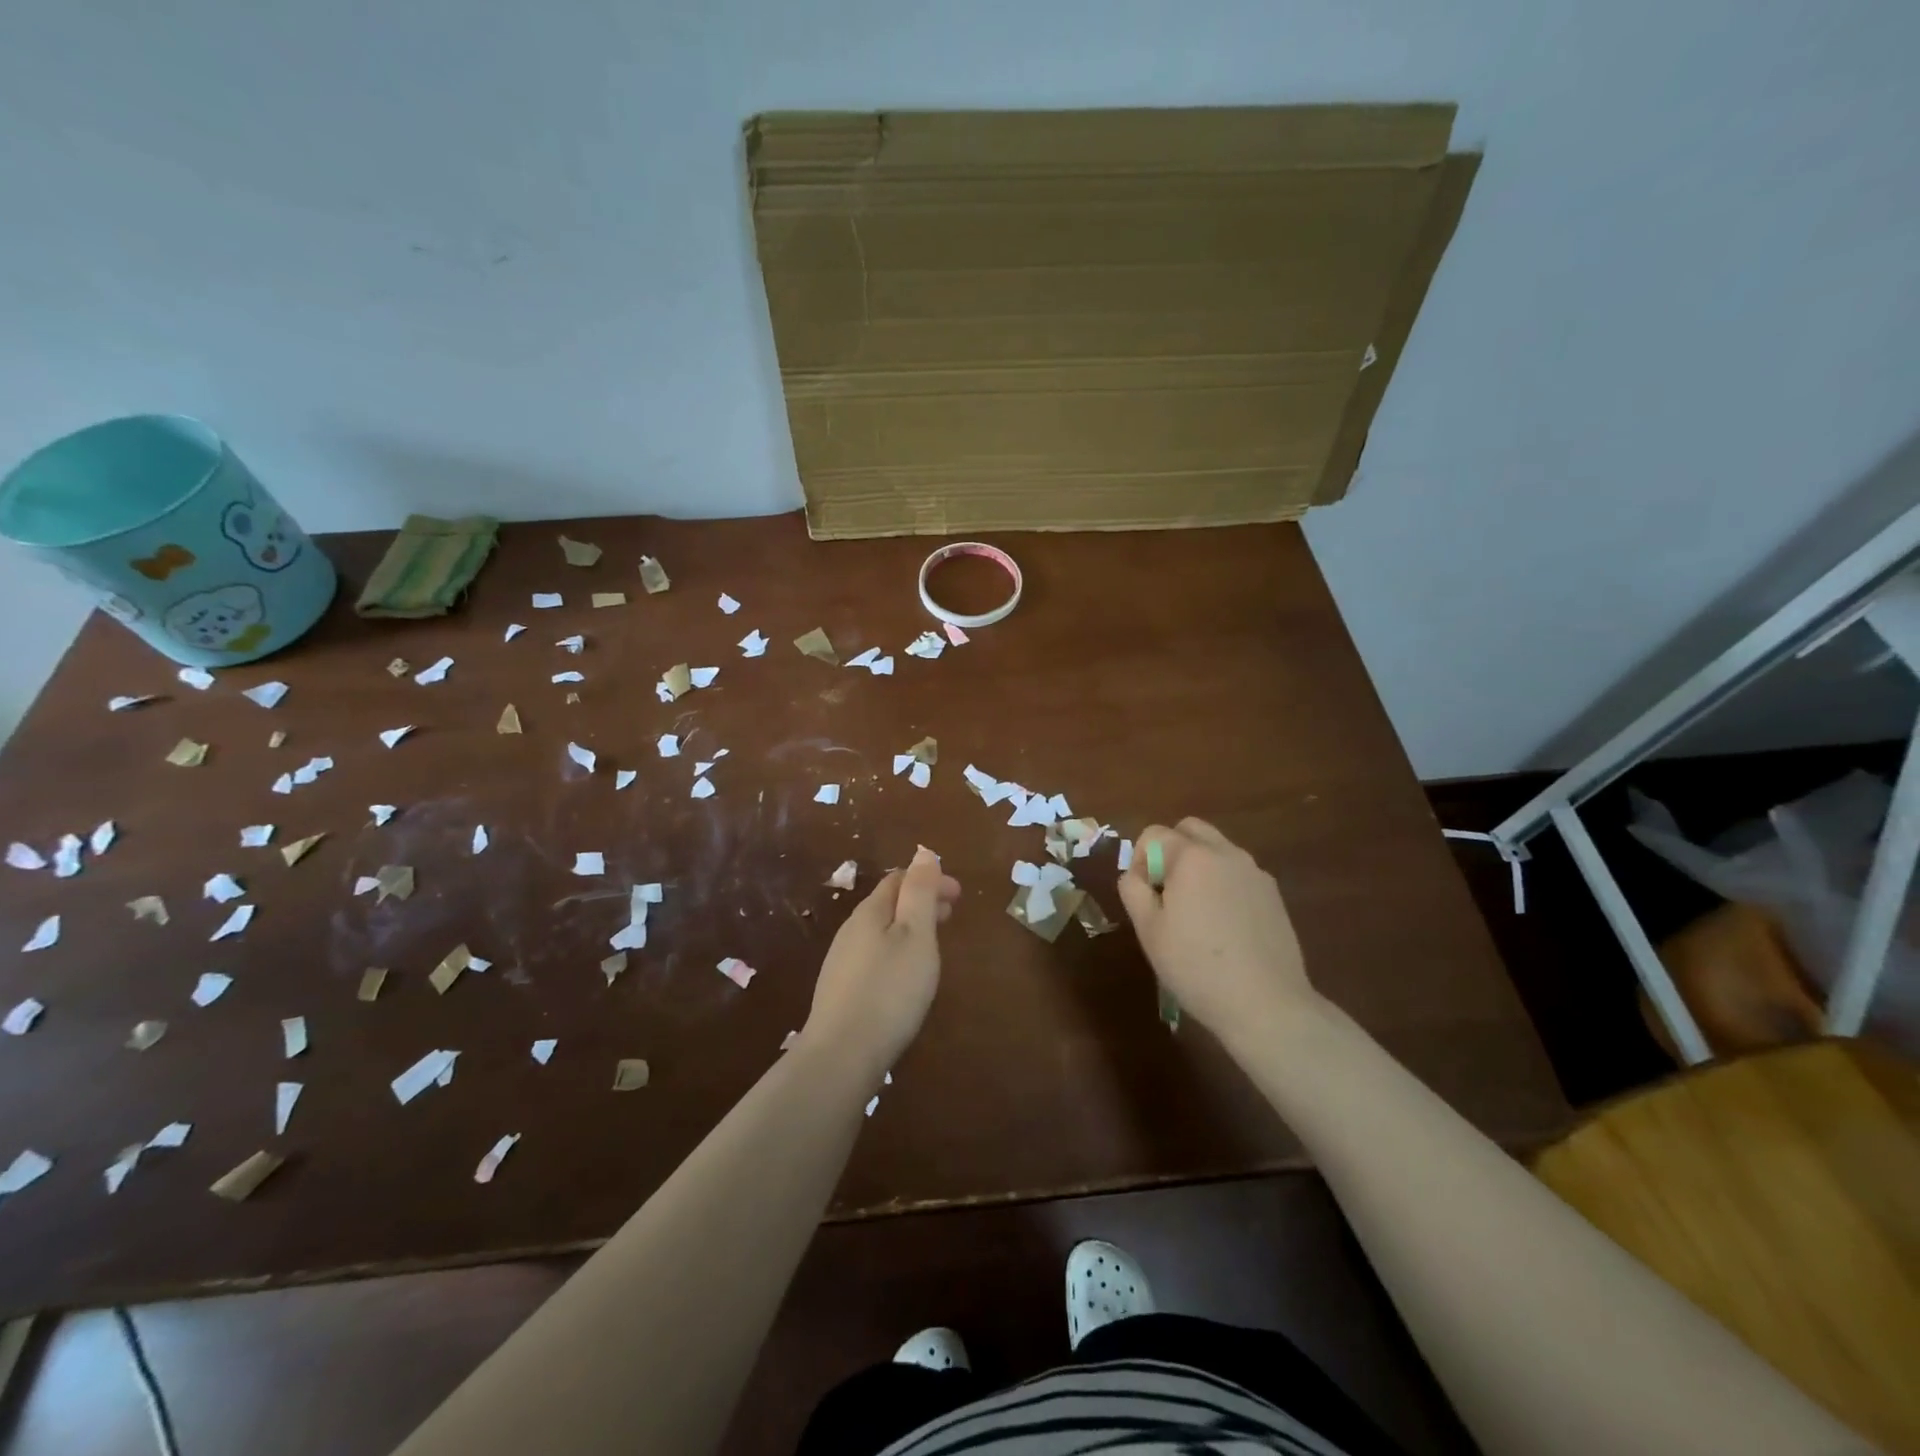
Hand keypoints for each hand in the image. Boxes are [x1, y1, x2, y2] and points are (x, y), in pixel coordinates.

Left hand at [801, 846, 960, 1078]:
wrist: (841, 1055)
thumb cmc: (889, 990)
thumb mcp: (915, 936)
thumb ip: (920, 893)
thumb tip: (923, 852)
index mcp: (870, 912)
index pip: (899, 879)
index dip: (929, 880)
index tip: (958, 894)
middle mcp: (851, 930)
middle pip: (889, 904)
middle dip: (920, 902)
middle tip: (951, 915)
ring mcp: (842, 961)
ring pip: (881, 930)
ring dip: (909, 927)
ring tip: (934, 943)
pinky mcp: (841, 990)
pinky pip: (874, 955)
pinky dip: (897, 950)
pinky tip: (906, 975)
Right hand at [1116, 818, 1319, 1047]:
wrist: (1266, 1004)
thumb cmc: (1196, 966)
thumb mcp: (1147, 929)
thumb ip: (1132, 889)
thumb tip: (1135, 874)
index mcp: (1192, 857)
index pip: (1154, 834)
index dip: (1140, 860)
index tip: (1145, 896)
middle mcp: (1226, 853)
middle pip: (1190, 829)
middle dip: (1171, 850)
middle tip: (1166, 892)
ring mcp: (1255, 872)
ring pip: (1217, 849)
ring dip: (1199, 865)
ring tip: (1195, 912)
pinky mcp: (1274, 894)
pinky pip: (1238, 873)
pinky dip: (1223, 884)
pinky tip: (1224, 926)